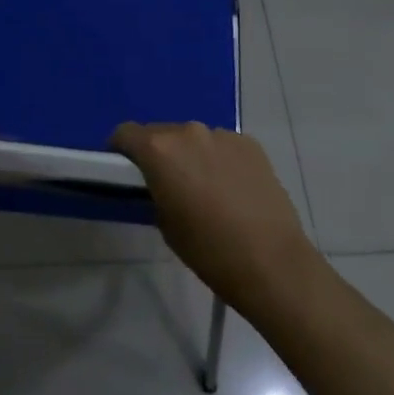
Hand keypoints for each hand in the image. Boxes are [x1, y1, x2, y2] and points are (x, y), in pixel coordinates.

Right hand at [111, 121, 318, 315]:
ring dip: (191, 156)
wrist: (273, 263)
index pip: (126, 133)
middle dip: (158, 154)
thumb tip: (159, 182)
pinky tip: (232, 190)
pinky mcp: (250, 143)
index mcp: (161, 150)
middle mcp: (189, 131)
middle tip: (167, 185)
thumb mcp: (166, 225)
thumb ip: (155, 191)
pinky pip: (222, 146)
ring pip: (194, 139)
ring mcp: (222, 134)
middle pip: (161, 133)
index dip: (120, 150)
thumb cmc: (210, 251)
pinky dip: (219, 160)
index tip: (125, 171)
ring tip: (205, 190)